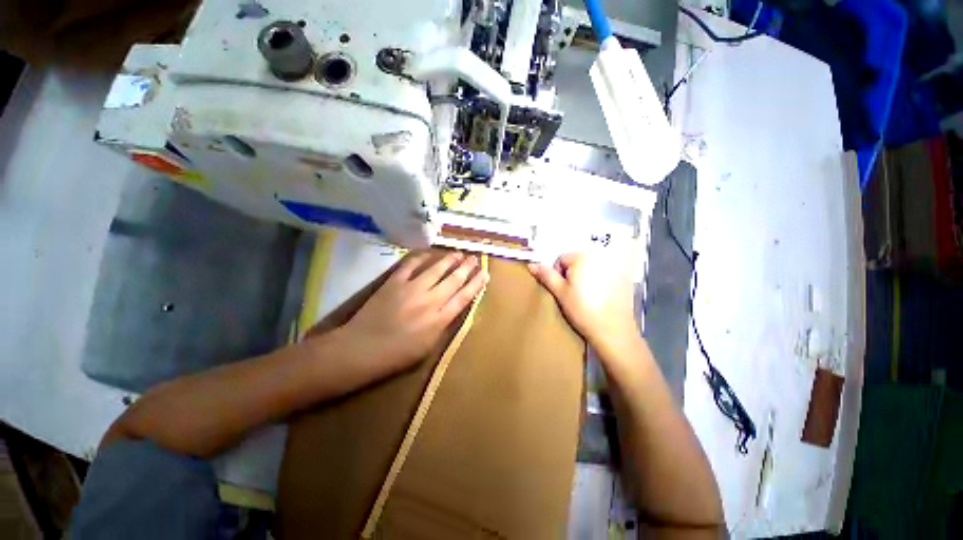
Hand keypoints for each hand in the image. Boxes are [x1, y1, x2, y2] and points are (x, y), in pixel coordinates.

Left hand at [340, 251, 487, 373]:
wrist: (361, 349)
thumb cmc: (396, 355)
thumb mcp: (427, 348)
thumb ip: (443, 326)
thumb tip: (452, 309)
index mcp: (439, 319)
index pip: (464, 297)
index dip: (476, 284)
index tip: (485, 274)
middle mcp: (430, 300)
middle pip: (454, 280)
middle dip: (467, 267)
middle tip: (475, 258)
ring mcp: (412, 288)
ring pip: (436, 269)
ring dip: (449, 260)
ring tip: (459, 253)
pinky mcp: (394, 282)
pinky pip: (411, 265)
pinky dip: (422, 258)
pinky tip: (429, 254)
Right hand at [528, 252, 639, 355]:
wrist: (613, 330)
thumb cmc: (582, 309)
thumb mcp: (560, 292)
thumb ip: (546, 276)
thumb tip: (532, 264)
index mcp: (582, 257)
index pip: (561, 259)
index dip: (557, 274)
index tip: (562, 290)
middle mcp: (600, 256)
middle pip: (576, 262)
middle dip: (571, 275)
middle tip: (573, 294)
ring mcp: (614, 267)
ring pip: (590, 269)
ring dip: (585, 278)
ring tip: (586, 297)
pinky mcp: (624, 278)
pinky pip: (604, 275)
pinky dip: (599, 282)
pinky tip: (600, 298)